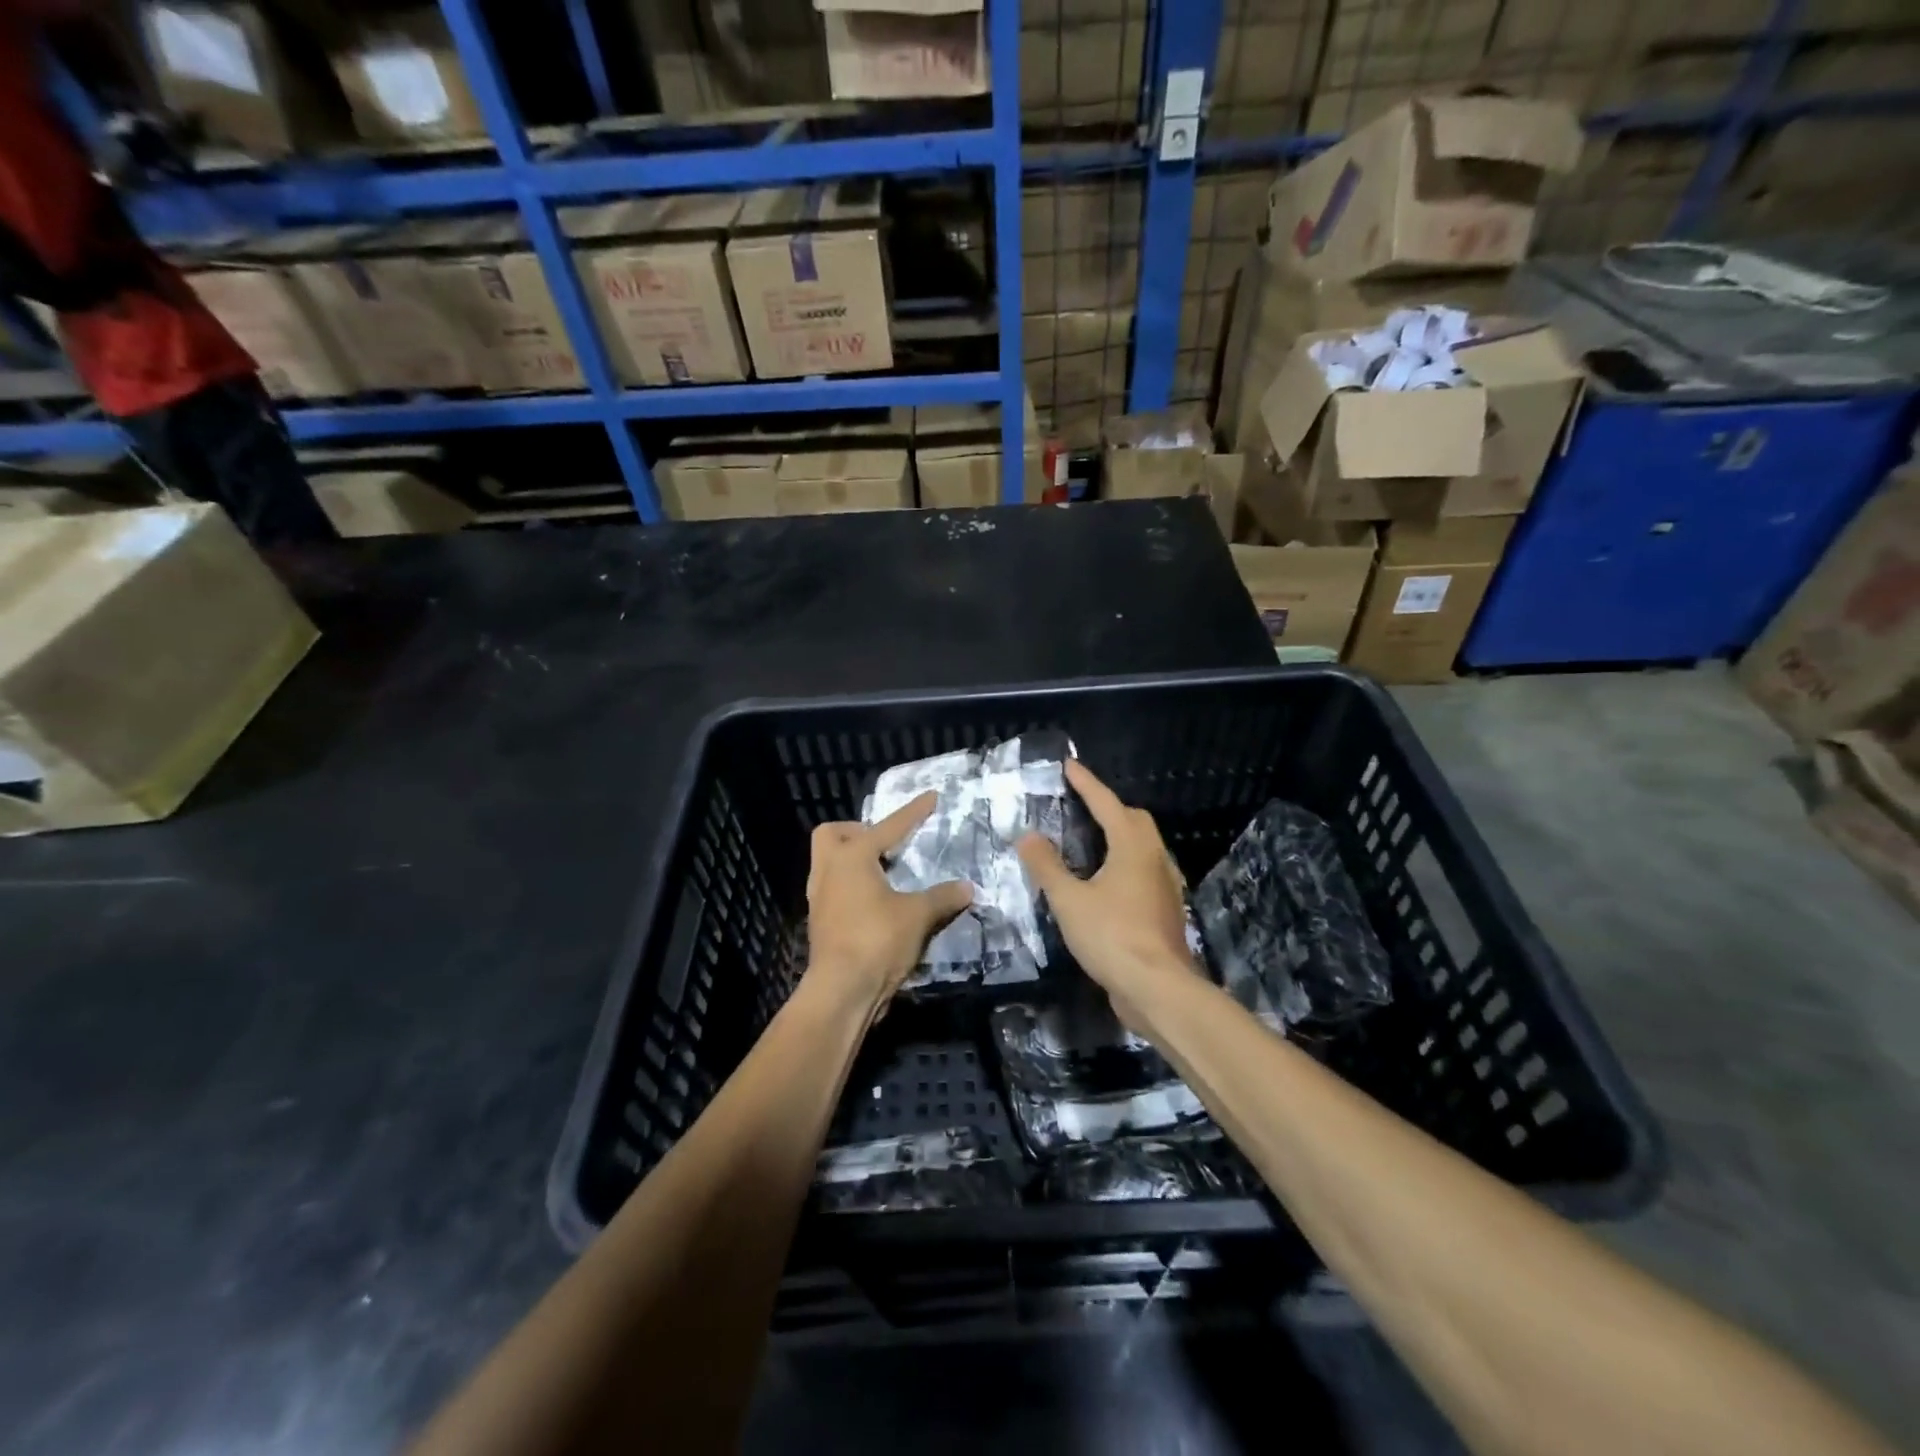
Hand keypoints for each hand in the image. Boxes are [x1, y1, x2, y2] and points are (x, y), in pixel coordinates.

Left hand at [806, 792, 972, 1012]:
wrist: (841, 991)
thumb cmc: (877, 941)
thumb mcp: (917, 916)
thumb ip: (942, 897)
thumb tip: (966, 887)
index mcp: (852, 857)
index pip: (888, 827)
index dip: (913, 813)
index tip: (931, 797)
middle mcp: (829, 870)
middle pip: (833, 834)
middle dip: (857, 831)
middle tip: (885, 845)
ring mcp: (820, 897)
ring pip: (828, 863)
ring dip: (853, 860)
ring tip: (884, 872)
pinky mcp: (820, 922)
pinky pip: (833, 889)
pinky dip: (853, 886)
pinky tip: (876, 901)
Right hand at [1017, 761, 1201, 1022]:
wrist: (1157, 987)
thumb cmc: (1111, 936)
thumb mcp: (1069, 900)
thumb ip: (1047, 866)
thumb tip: (1027, 835)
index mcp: (1132, 846)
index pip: (1107, 803)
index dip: (1086, 783)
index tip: (1069, 766)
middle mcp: (1154, 857)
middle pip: (1134, 819)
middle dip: (1108, 806)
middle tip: (1081, 805)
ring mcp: (1165, 884)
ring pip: (1143, 845)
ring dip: (1120, 834)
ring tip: (1091, 839)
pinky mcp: (1165, 908)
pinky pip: (1144, 869)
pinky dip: (1125, 861)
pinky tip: (1107, 879)